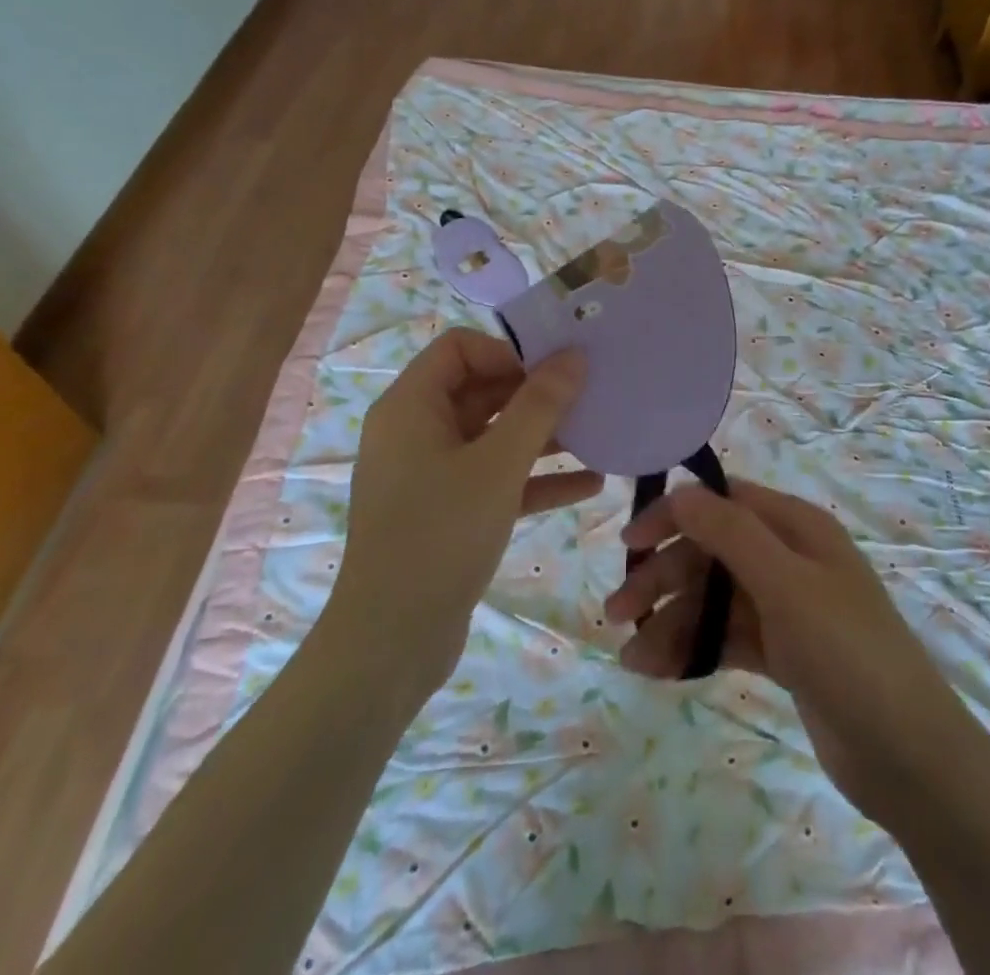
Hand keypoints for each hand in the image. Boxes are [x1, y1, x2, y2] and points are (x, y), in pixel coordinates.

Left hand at [334, 329, 596, 705]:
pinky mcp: (448, 512)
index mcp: (411, 406)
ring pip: (494, 437)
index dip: (508, 351)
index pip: (460, 348)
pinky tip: (590, 485)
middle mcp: (416, 431)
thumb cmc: (441, 534)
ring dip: (543, 437)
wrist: (392, 642)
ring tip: (598, 437)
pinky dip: (536, 478)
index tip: (555, 371)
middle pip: (481, 390)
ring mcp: (431, 474)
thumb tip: (573, 355)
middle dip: (536, 394)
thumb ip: (539, 405)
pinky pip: (497, 478)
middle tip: (589, 399)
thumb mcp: (499, 464)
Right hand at [608, 480, 976, 821]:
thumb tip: (681, 489)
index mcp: (796, 528)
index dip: (674, 516)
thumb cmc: (848, 653)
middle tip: (616, 612)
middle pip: (712, 553)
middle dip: (664, 577)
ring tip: (632, 660)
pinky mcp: (784, 653)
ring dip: (673, 622)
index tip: (629, 543)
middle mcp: (789, 559)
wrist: (909, 758)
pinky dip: (695, 649)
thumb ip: (731, 533)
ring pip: (714, 600)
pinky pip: (727, 638)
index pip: (723, 503)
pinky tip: (660, 671)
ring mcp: (786, 608)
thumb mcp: (786, 585)